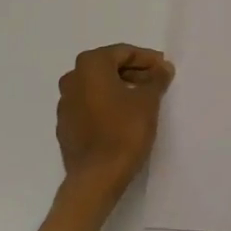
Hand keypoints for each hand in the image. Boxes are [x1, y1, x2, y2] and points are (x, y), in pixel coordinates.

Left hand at [56, 44, 174, 194]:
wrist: (96, 178)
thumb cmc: (124, 131)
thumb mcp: (148, 101)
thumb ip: (156, 79)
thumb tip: (163, 68)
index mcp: (90, 65)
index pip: (123, 52)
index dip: (147, 59)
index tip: (164, 68)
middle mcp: (72, 78)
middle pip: (108, 67)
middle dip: (134, 72)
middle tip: (157, 82)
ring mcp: (65, 103)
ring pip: (97, 87)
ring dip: (120, 88)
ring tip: (143, 99)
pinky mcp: (65, 126)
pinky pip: (89, 105)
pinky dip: (107, 105)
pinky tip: (124, 117)